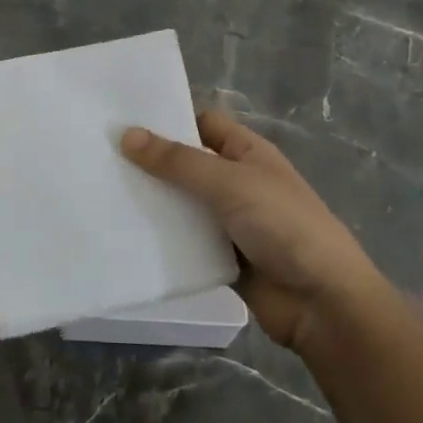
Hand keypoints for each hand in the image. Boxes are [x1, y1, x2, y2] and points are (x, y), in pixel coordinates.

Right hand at [122, 109, 380, 352]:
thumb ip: (177, 161)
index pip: (202, 124)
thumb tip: (127, 134)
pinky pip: (184, 242)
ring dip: (152, 203)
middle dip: (151, 163)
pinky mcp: (220, 258)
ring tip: (101, 194)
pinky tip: (124, 236)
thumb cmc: (283, 225)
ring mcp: (229, 222)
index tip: (122, 121)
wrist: (323, 303)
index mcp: (247, 152)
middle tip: (100, 157)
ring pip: (182, 205)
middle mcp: (237, 182)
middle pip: (187, 165)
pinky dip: (161, 240)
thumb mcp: (229, 182)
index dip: (169, 119)